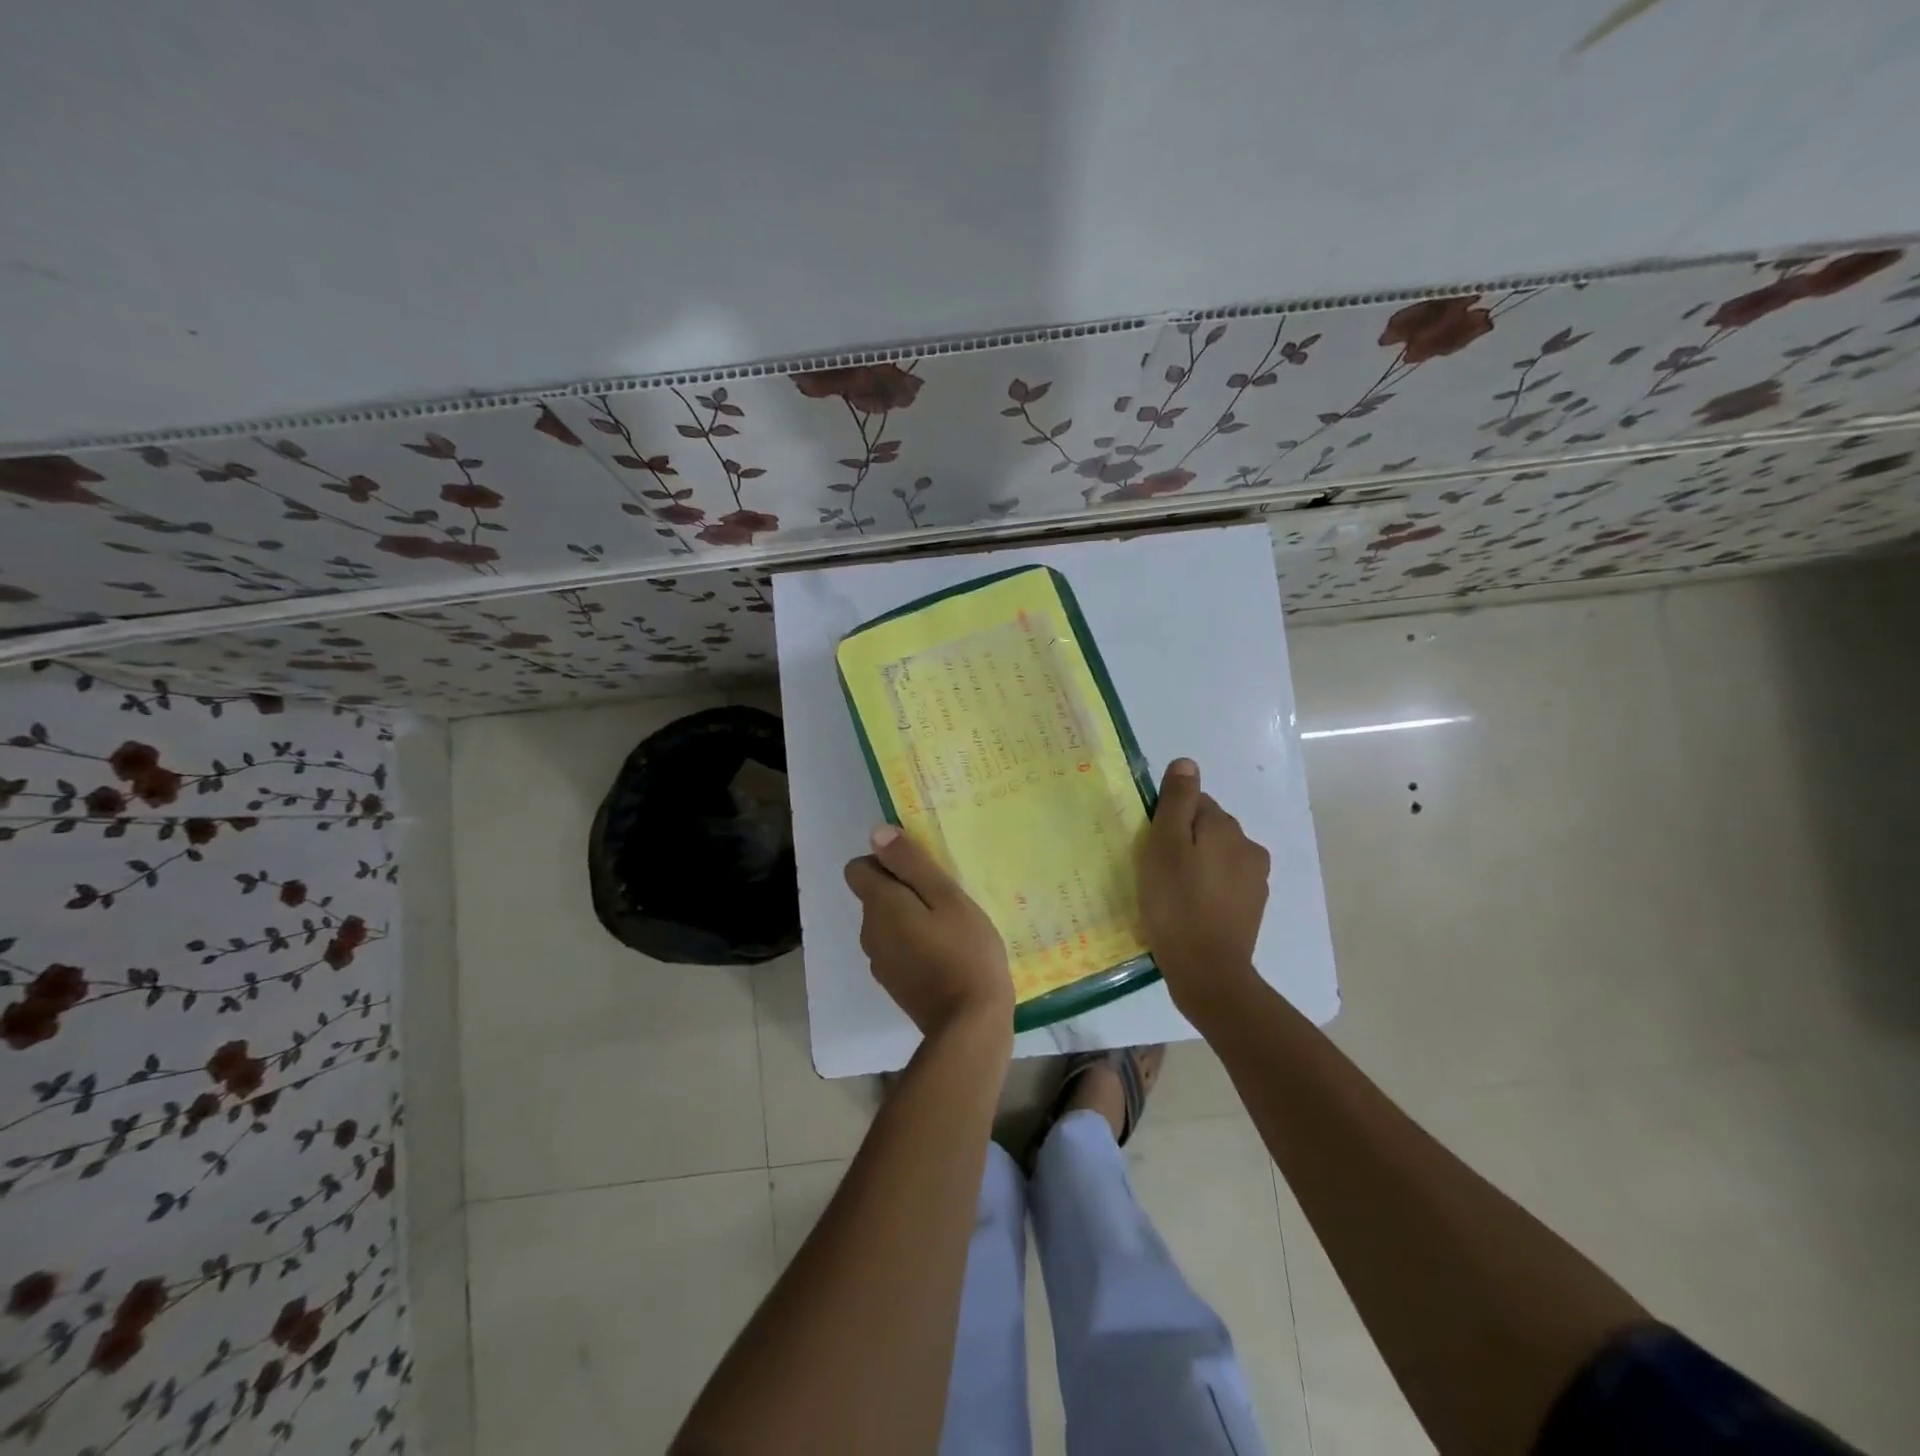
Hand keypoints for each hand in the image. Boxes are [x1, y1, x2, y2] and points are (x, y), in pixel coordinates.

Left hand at [845, 826, 1013, 1037]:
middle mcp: (869, 932)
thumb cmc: (965, 951)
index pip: (857, 869)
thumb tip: (876, 834)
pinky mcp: (893, 984)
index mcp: (879, 906)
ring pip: (886, 923)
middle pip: (874, 896)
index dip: (885, 862)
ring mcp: (879, 962)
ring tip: (949, 926)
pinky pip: (897, 948)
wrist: (969, 1024)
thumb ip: (910, 863)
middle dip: (902, 889)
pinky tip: (946, 953)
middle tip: (945, 898)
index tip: (920, 870)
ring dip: (909, 918)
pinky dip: (914, 944)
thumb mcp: (947, 897)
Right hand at [1138, 758, 1269, 1012]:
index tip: (1150, 846)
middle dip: (1183, 841)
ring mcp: (1255, 880)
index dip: (1167, 820)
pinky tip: (1189, 910)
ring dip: (1196, 866)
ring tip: (1171, 893)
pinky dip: (1206, 890)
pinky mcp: (1252, 908)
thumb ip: (1176, 802)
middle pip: (1207, 829)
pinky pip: (1223, 884)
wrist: (1207, 972)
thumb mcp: (1164, 846)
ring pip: (1216, 857)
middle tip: (1156, 871)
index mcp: (1226, 827)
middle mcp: (1248, 847)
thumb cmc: (1176, 904)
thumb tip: (1187, 763)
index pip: (1194, 803)